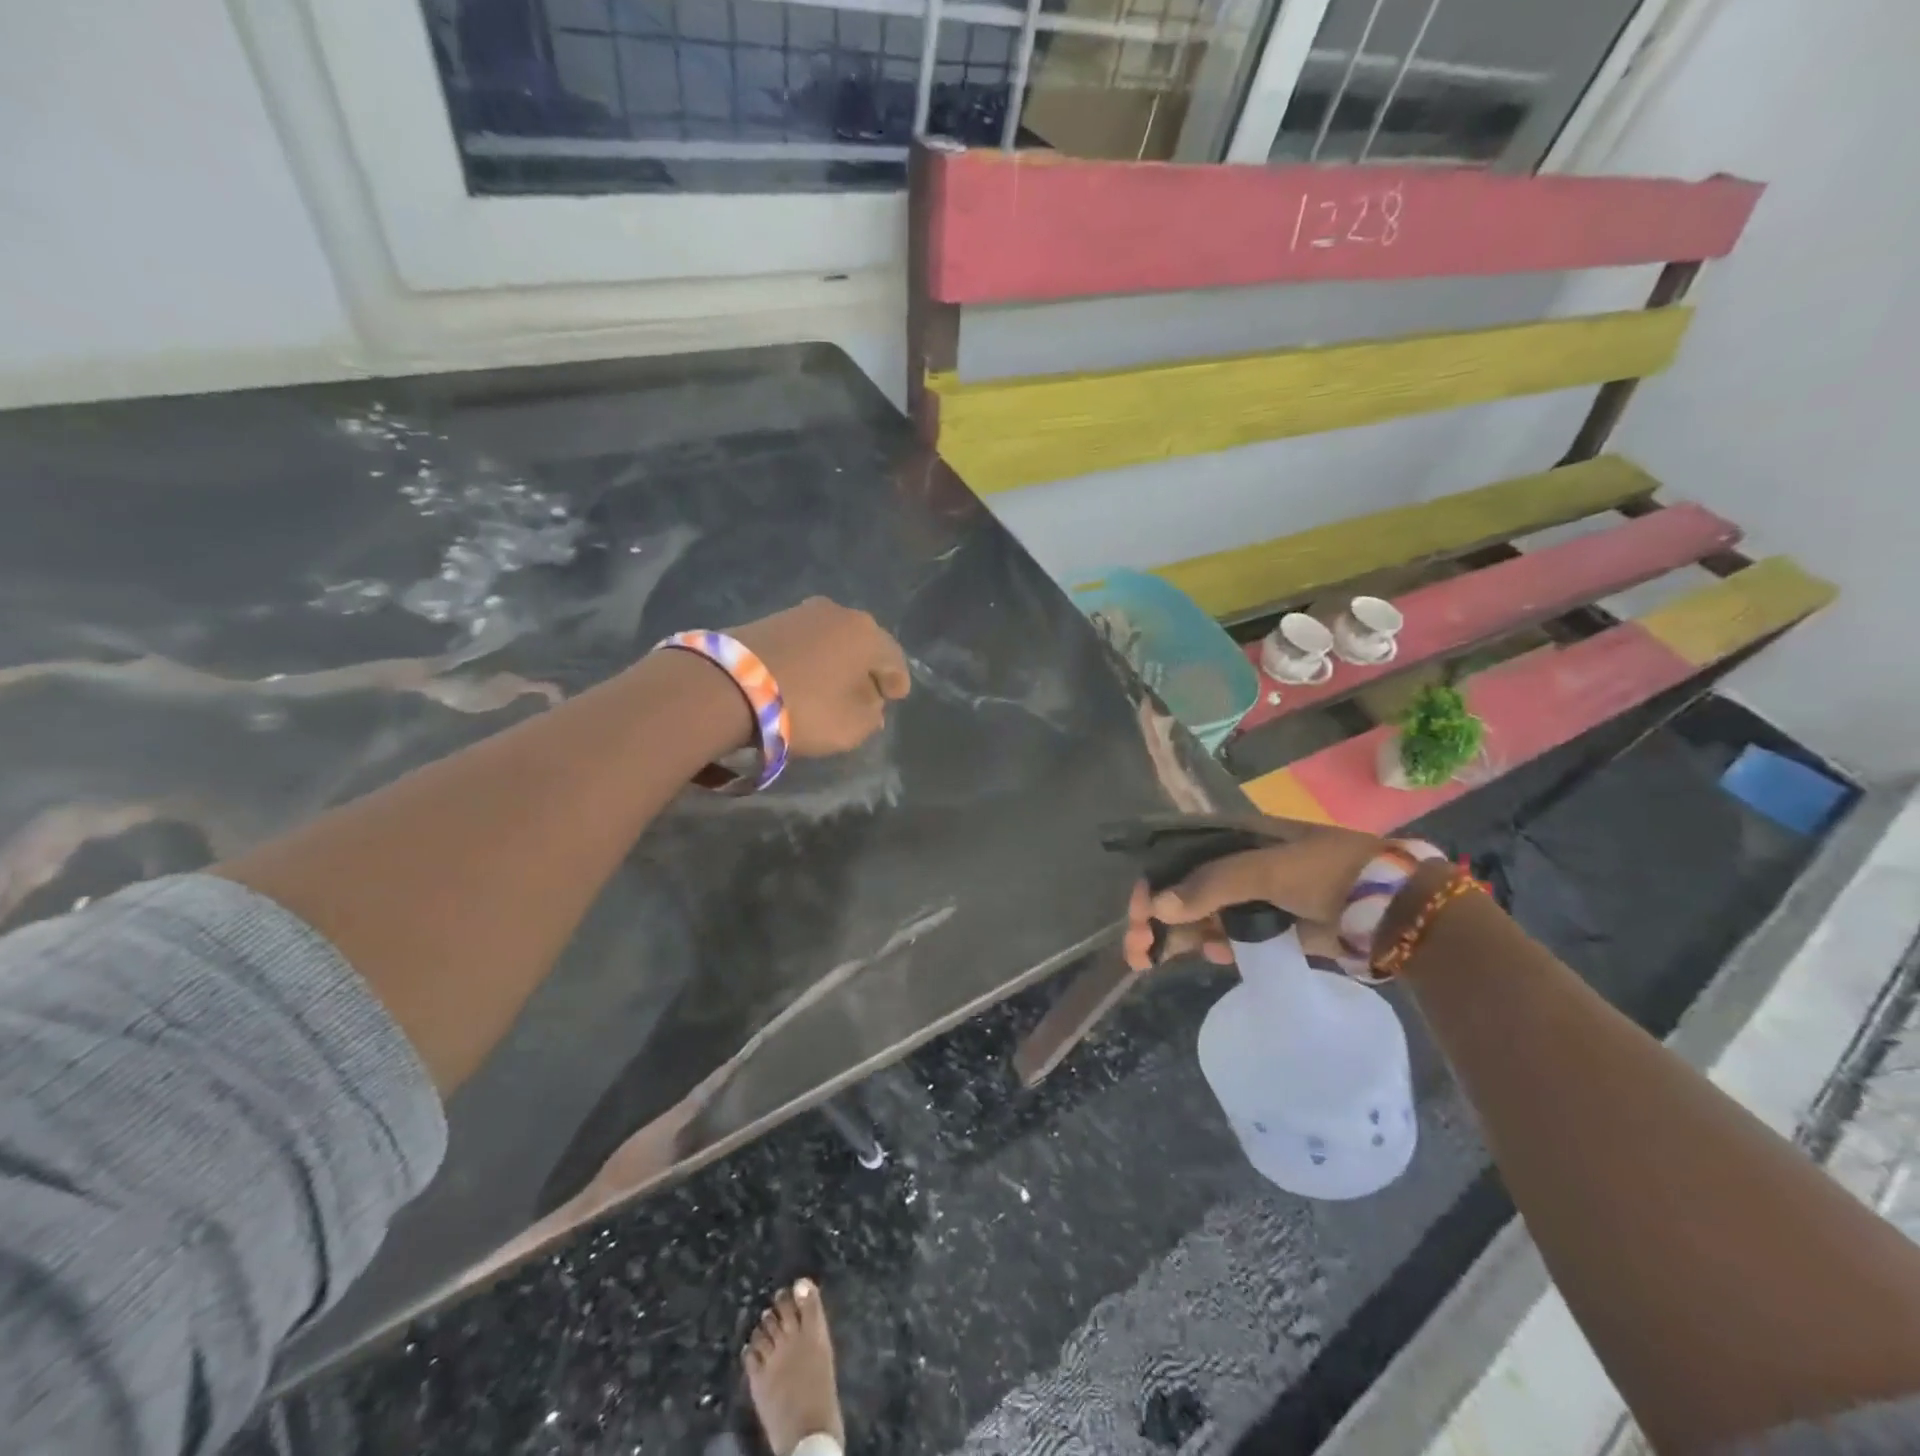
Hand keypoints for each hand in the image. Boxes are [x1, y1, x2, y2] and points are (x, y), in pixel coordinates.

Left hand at [731, 597, 911, 756]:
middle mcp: (839, 613)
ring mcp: (801, 612)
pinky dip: (810, 659)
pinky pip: (803, 642)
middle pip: (863, 644)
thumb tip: (870, 703)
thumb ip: (871, 715)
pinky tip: (804, 677)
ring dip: (836, 661)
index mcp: (867, 634)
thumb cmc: (805, 707)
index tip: (895, 698)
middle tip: (866, 691)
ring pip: (831, 640)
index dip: (897, 681)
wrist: (728, 686)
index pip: (893, 659)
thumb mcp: (852, 726)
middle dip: (866, 668)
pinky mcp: (768, 619)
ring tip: (832, 685)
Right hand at [1121, 819, 1384, 970]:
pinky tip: (1214, 956)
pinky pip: (1226, 935)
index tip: (1137, 913)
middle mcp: (1236, 863)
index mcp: (1235, 837)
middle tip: (1137, 950)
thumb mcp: (1267, 869)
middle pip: (1181, 888)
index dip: (1152, 881)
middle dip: (1154, 916)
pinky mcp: (1268, 926)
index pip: (1177, 855)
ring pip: (1198, 915)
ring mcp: (1251, 896)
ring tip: (1151, 961)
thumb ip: (1211, 885)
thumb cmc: (1327, 873)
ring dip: (1174, 936)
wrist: (1392, 911)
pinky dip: (1212, 946)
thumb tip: (1157, 907)